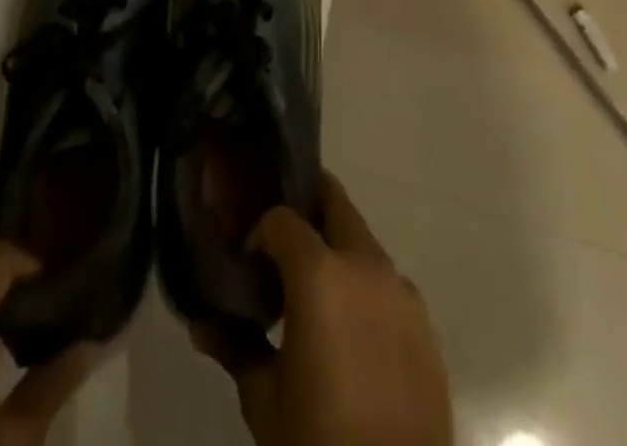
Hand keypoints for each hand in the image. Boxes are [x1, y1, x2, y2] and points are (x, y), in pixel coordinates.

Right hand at [196, 175, 452, 445]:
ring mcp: (401, 289)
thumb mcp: (265, 401)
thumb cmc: (319, 441)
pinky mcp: (425, 320)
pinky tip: (351, 331)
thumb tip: (202, 324)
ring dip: (337, 251)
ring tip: (315, 296)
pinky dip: (364, 287)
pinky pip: (386, 282)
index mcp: (320, 273)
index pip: (281, 219)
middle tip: (283, 244)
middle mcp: (364, 264)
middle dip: (307, 210)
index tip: (247, 264)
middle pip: (334, 204)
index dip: (259, 234)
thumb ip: (235, 348)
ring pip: (362, 243)